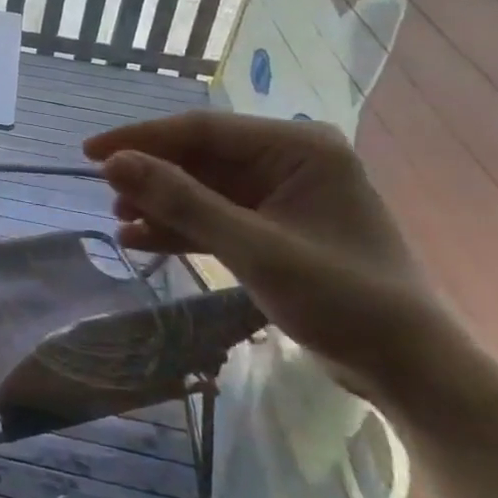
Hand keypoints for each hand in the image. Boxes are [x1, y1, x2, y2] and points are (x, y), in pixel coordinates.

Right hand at [85, 110, 464, 405]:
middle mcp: (288, 160)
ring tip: (119, 221)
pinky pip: (216, 216)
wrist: (407, 366)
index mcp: (296, 147)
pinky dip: (181, 227)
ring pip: (203, 188)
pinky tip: (141, 239)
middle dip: (152, 176)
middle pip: (200, 158)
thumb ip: (182, 202)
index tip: (90, 152)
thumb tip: (114, 164)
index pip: (203, 130)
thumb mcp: (254, 248)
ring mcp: (281, 195)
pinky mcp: (274, 228)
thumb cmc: (341, 298)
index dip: (142, 139)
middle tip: (105, 194)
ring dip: (162, 204)